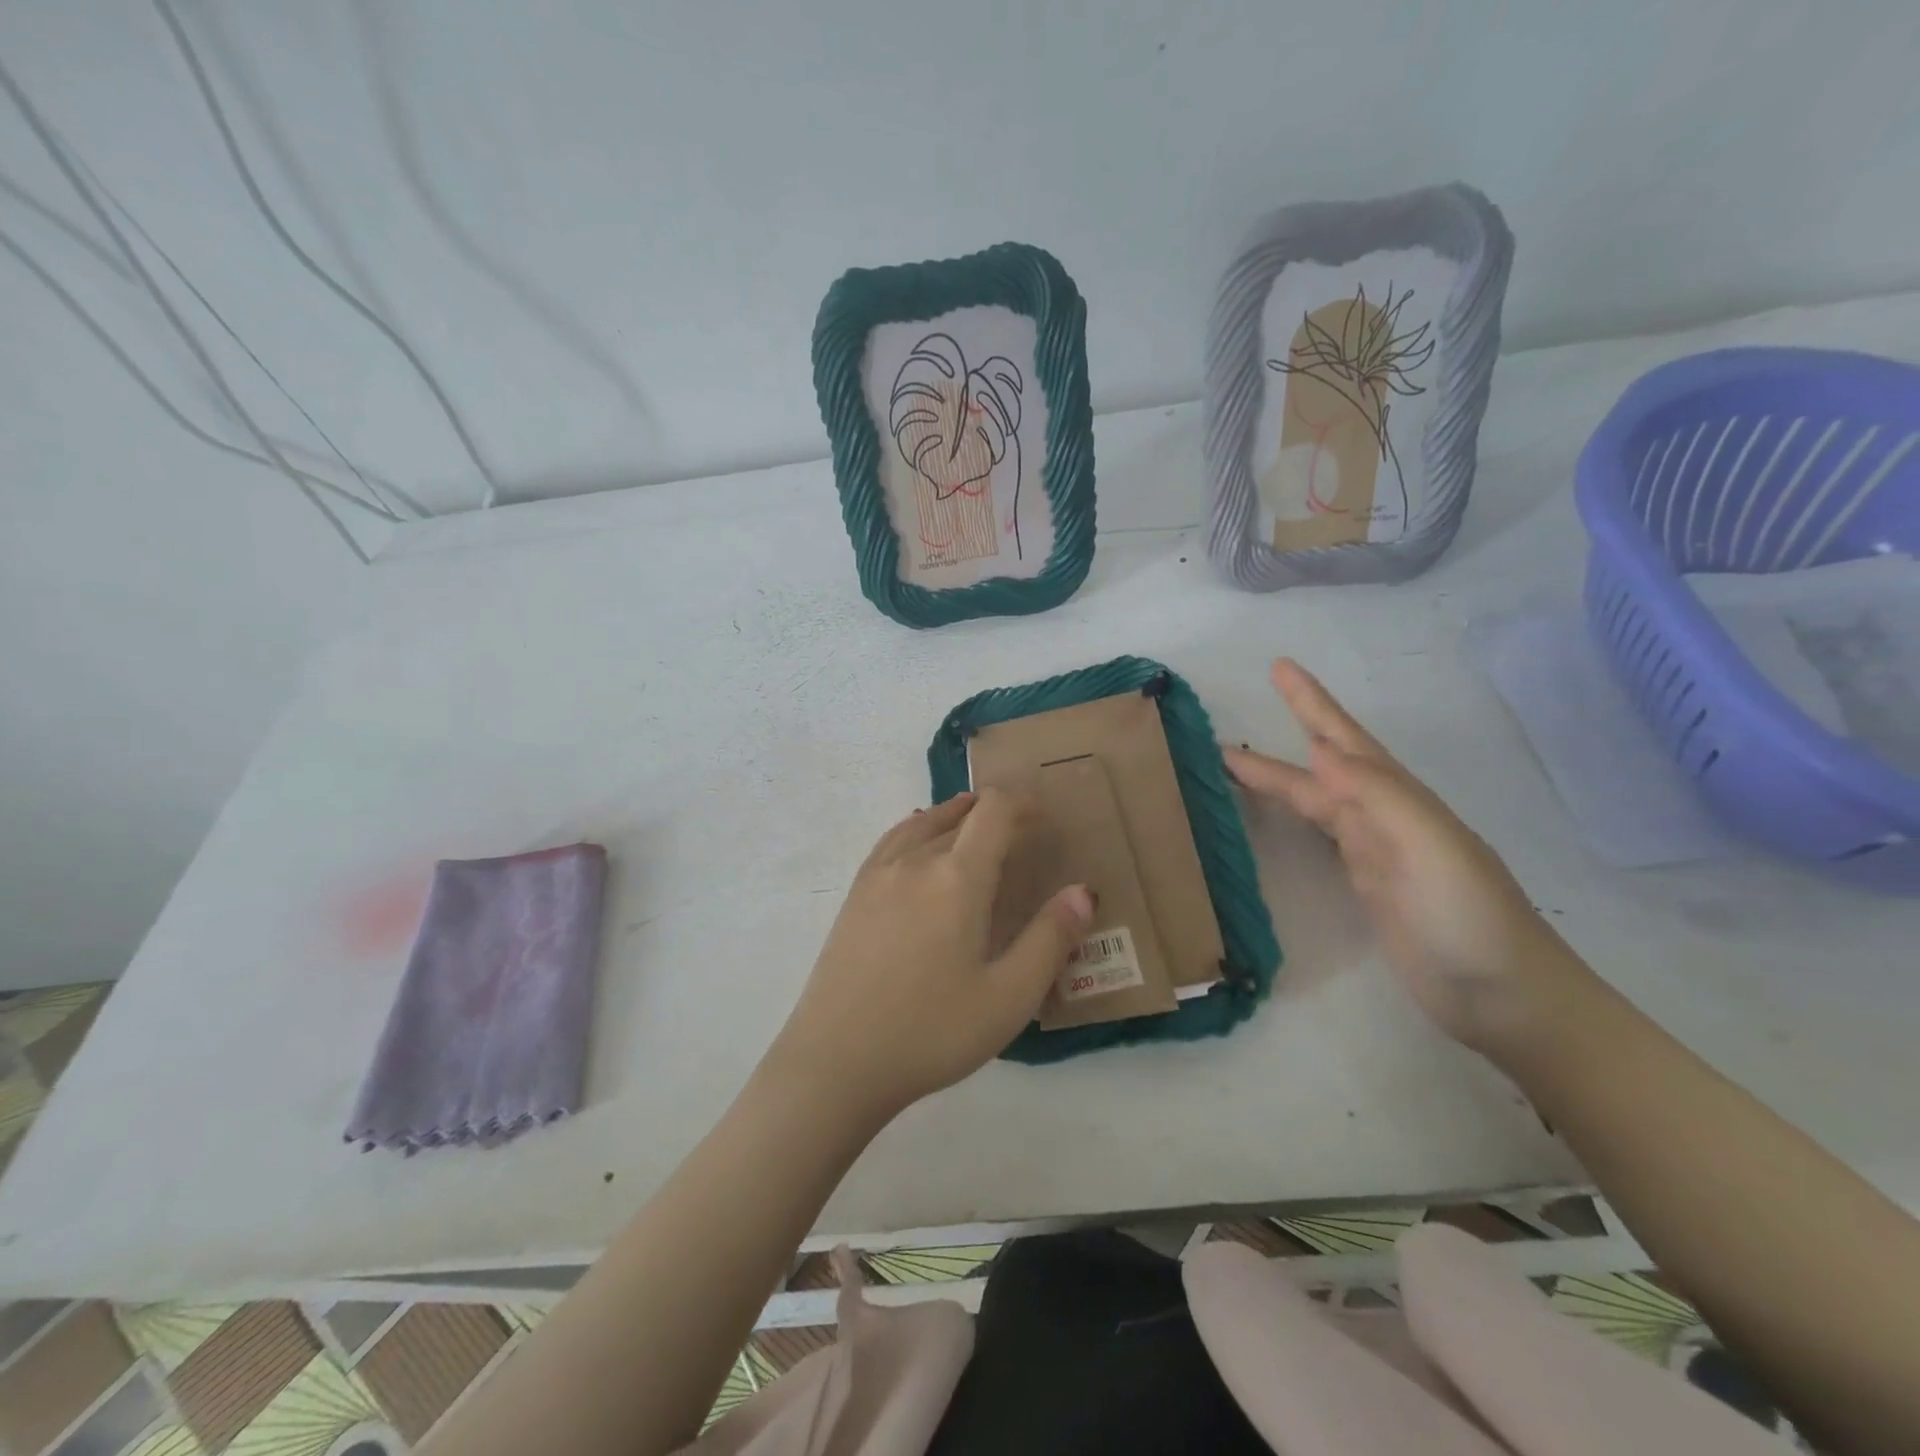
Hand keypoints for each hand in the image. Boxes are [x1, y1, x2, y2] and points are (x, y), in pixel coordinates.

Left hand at [765, 790, 1094, 1125]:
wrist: (837, 1061)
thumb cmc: (931, 1032)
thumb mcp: (1008, 997)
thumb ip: (1050, 939)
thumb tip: (1082, 892)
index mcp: (957, 877)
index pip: (994, 812)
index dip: (1023, 804)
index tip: (1045, 820)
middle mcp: (915, 861)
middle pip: (959, 814)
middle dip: (995, 814)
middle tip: (1021, 834)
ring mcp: (878, 876)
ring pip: (922, 823)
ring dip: (954, 815)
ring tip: (972, 821)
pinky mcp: (854, 895)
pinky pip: (892, 841)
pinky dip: (916, 829)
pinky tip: (917, 845)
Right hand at [1224, 659, 1592, 1055]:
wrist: (1505, 997)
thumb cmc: (1469, 916)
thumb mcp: (1429, 846)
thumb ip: (1377, 795)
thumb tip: (1319, 749)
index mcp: (1398, 798)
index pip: (1345, 739)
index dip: (1312, 703)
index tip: (1278, 667)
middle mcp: (1383, 815)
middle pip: (1324, 764)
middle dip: (1287, 731)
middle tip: (1239, 713)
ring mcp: (1374, 850)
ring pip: (1316, 798)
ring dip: (1279, 777)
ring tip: (1234, 764)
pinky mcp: (1366, 884)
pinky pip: (1319, 834)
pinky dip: (1294, 815)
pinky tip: (1280, 813)